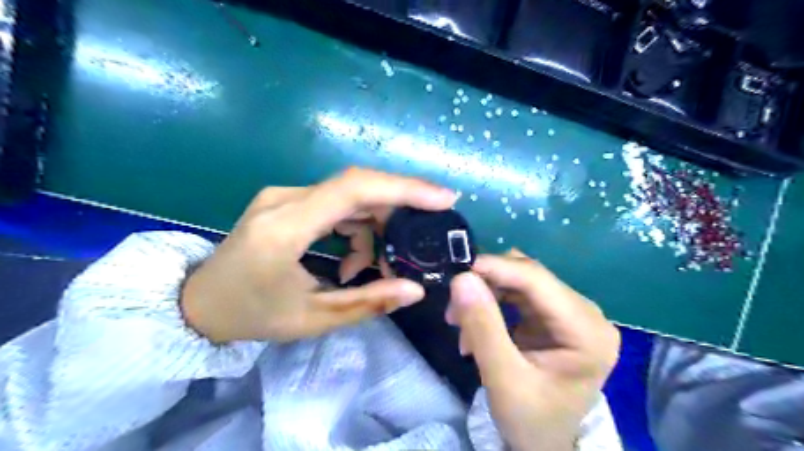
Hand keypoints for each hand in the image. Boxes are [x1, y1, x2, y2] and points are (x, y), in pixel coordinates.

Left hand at [183, 167, 457, 340]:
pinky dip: (357, 226)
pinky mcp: (286, 200)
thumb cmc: (252, 315)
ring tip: (374, 266)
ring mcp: (283, 195)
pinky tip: (352, 257)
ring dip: (375, 227)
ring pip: (350, 196)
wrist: (198, 302)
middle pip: (358, 188)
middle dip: (396, 214)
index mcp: (286, 228)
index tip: (443, 198)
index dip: (403, 188)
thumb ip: (367, 302)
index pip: (354, 190)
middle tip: (412, 249)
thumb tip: (416, 289)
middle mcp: (284, 199)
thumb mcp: (312, 319)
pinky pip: (336, 203)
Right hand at [450, 250, 617, 450]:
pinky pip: (517, 293)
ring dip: (486, 295)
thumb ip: (483, 327)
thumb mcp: (503, 379)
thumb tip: (462, 278)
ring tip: (461, 325)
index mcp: (587, 331)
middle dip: (486, 286)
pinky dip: (491, 303)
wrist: (546, 444)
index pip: (537, 280)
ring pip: (518, 280)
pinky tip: (475, 327)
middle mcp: (586, 312)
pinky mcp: (554, 315)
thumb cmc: (531, 420)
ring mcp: (571, 312)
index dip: (496, 268)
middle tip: (453, 311)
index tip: (457, 272)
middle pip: (528, 276)